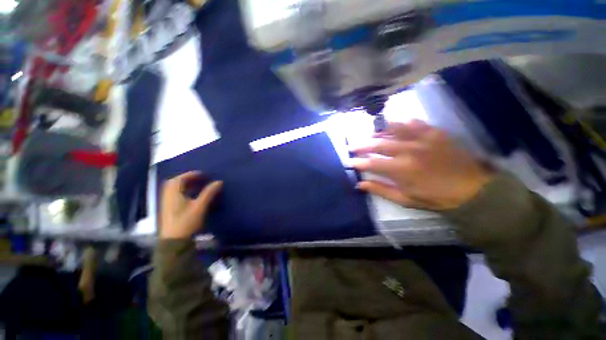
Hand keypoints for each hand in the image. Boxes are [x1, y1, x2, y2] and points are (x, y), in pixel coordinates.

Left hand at [160, 172, 222, 238]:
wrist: (174, 242)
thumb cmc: (187, 222)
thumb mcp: (200, 206)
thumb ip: (209, 193)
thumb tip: (219, 182)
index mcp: (173, 193)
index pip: (181, 178)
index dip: (193, 174)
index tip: (204, 174)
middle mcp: (167, 196)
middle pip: (175, 182)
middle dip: (188, 178)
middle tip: (200, 179)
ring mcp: (166, 203)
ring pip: (175, 189)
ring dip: (185, 185)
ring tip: (197, 186)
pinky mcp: (168, 210)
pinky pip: (175, 195)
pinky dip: (183, 192)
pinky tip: (192, 196)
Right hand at [350, 120, 492, 209]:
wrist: (472, 188)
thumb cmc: (436, 197)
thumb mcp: (406, 199)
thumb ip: (381, 190)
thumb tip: (360, 184)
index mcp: (401, 170)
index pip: (371, 163)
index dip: (357, 162)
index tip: (348, 162)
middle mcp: (408, 151)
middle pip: (377, 144)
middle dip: (361, 145)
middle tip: (351, 146)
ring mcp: (421, 139)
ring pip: (392, 129)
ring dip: (377, 132)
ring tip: (369, 135)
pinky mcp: (434, 132)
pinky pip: (413, 123)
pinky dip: (400, 124)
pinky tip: (394, 126)